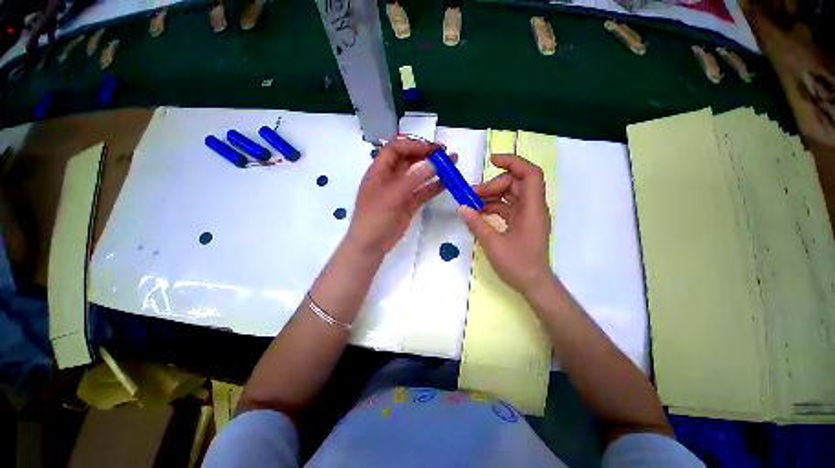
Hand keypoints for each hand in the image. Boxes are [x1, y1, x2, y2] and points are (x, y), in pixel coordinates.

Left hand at [346, 138, 445, 255]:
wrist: (371, 244)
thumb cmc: (375, 216)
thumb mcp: (392, 195)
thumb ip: (413, 179)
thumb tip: (433, 164)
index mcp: (380, 170)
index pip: (396, 149)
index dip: (413, 145)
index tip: (432, 148)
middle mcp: (391, 178)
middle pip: (409, 159)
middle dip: (426, 154)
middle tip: (445, 153)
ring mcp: (401, 191)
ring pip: (418, 175)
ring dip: (433, 169)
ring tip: (451, 163)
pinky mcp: (409, 204)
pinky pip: (423, 192)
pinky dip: (434, 187)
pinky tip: (447, 183)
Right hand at [459, 154, 552, 295]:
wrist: (534, 284)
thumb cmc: (518, 265)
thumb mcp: (493, 244)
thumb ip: (476, 223)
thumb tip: (462, 208)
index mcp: (532, 209)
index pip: (530, 174)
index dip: (513, 162)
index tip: (492, 161)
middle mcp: (532, 208)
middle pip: (516, 183)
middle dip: (493, 185)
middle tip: (472, 195)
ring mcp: (527, 216)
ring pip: (510, 195)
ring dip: (491, 196)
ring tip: (472, 204)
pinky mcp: (521, 223)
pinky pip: (507, 207)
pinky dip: (493, 207)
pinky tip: (479, 213)